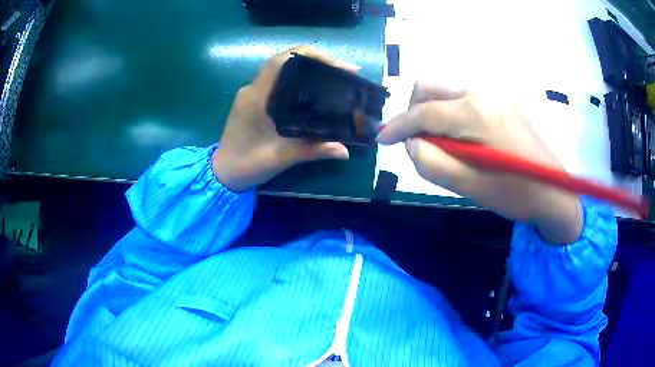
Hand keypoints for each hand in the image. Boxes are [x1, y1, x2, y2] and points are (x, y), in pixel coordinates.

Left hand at [212, 46, 358, 191]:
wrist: (223, 173)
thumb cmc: (246, 165)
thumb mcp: (280, 158)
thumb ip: (312, 151)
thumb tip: (345, 150)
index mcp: (256, 98)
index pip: (281, 61)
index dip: (310, 56)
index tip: (337, 65)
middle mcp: (252, 89)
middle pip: (285, 61)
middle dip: (315, 61)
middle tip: (343, 72)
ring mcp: (251, 94)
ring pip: (281, 70)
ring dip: (307, 68)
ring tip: (334, 77)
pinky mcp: (253, 100)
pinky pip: (278, 81)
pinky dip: (298, 79)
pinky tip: (315, 90)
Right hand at [377, 83, 581, 243]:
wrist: (554, 192)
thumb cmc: (515, 194)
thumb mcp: (471, 187)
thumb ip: (433, 164)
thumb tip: (412, 143)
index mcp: (476, 113)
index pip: (424, 112)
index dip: (397, 126)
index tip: (381, 140)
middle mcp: (482, 92)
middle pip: (430, 86)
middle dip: (414, 111)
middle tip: (416, 141)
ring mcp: (494, 93)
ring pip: (445, 89)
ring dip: (431, 111)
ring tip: (439, 143)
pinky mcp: (501, 100)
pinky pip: (462, 96)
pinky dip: (449, 112)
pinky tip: (459, 136)